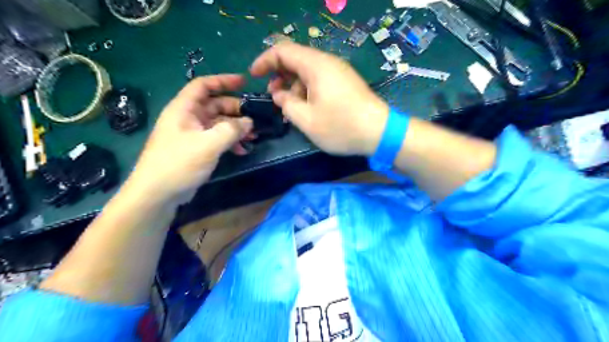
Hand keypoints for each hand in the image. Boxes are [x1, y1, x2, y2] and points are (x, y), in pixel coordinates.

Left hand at [127, 75, 252, 205]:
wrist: (157, 194)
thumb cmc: (179, 163)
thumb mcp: (208, 144)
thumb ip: (231, 130)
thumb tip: (249, 122)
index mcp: (184, 109)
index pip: (203, 86)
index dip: (223, 81)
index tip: (244, 82)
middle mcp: (187, 118)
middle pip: (214, 105)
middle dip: (235, 110)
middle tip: (255, 117)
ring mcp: (192, 135)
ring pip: (218, 124)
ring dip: (235, 128)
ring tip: (253, 136)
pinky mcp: (197, 149)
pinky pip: (216, 139)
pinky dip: (230, 141)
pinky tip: (242, 149)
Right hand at [251, 40, 389, 155]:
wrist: (380, 133)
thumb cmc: (341, 127)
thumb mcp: (306, 120)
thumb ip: (287, 104)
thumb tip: (279, 95)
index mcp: (316, 65)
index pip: (283, 51)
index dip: (264, 61)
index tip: (253, 76)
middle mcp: (328, 63)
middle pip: (296, 59)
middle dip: (280, 76)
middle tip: (274, 96)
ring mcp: (339, 72)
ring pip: (308, 71)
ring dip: (294, 86)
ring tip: (291, 108)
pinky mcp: (345, 83)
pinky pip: (320, 80)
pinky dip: (308, 90)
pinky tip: (308, 108)